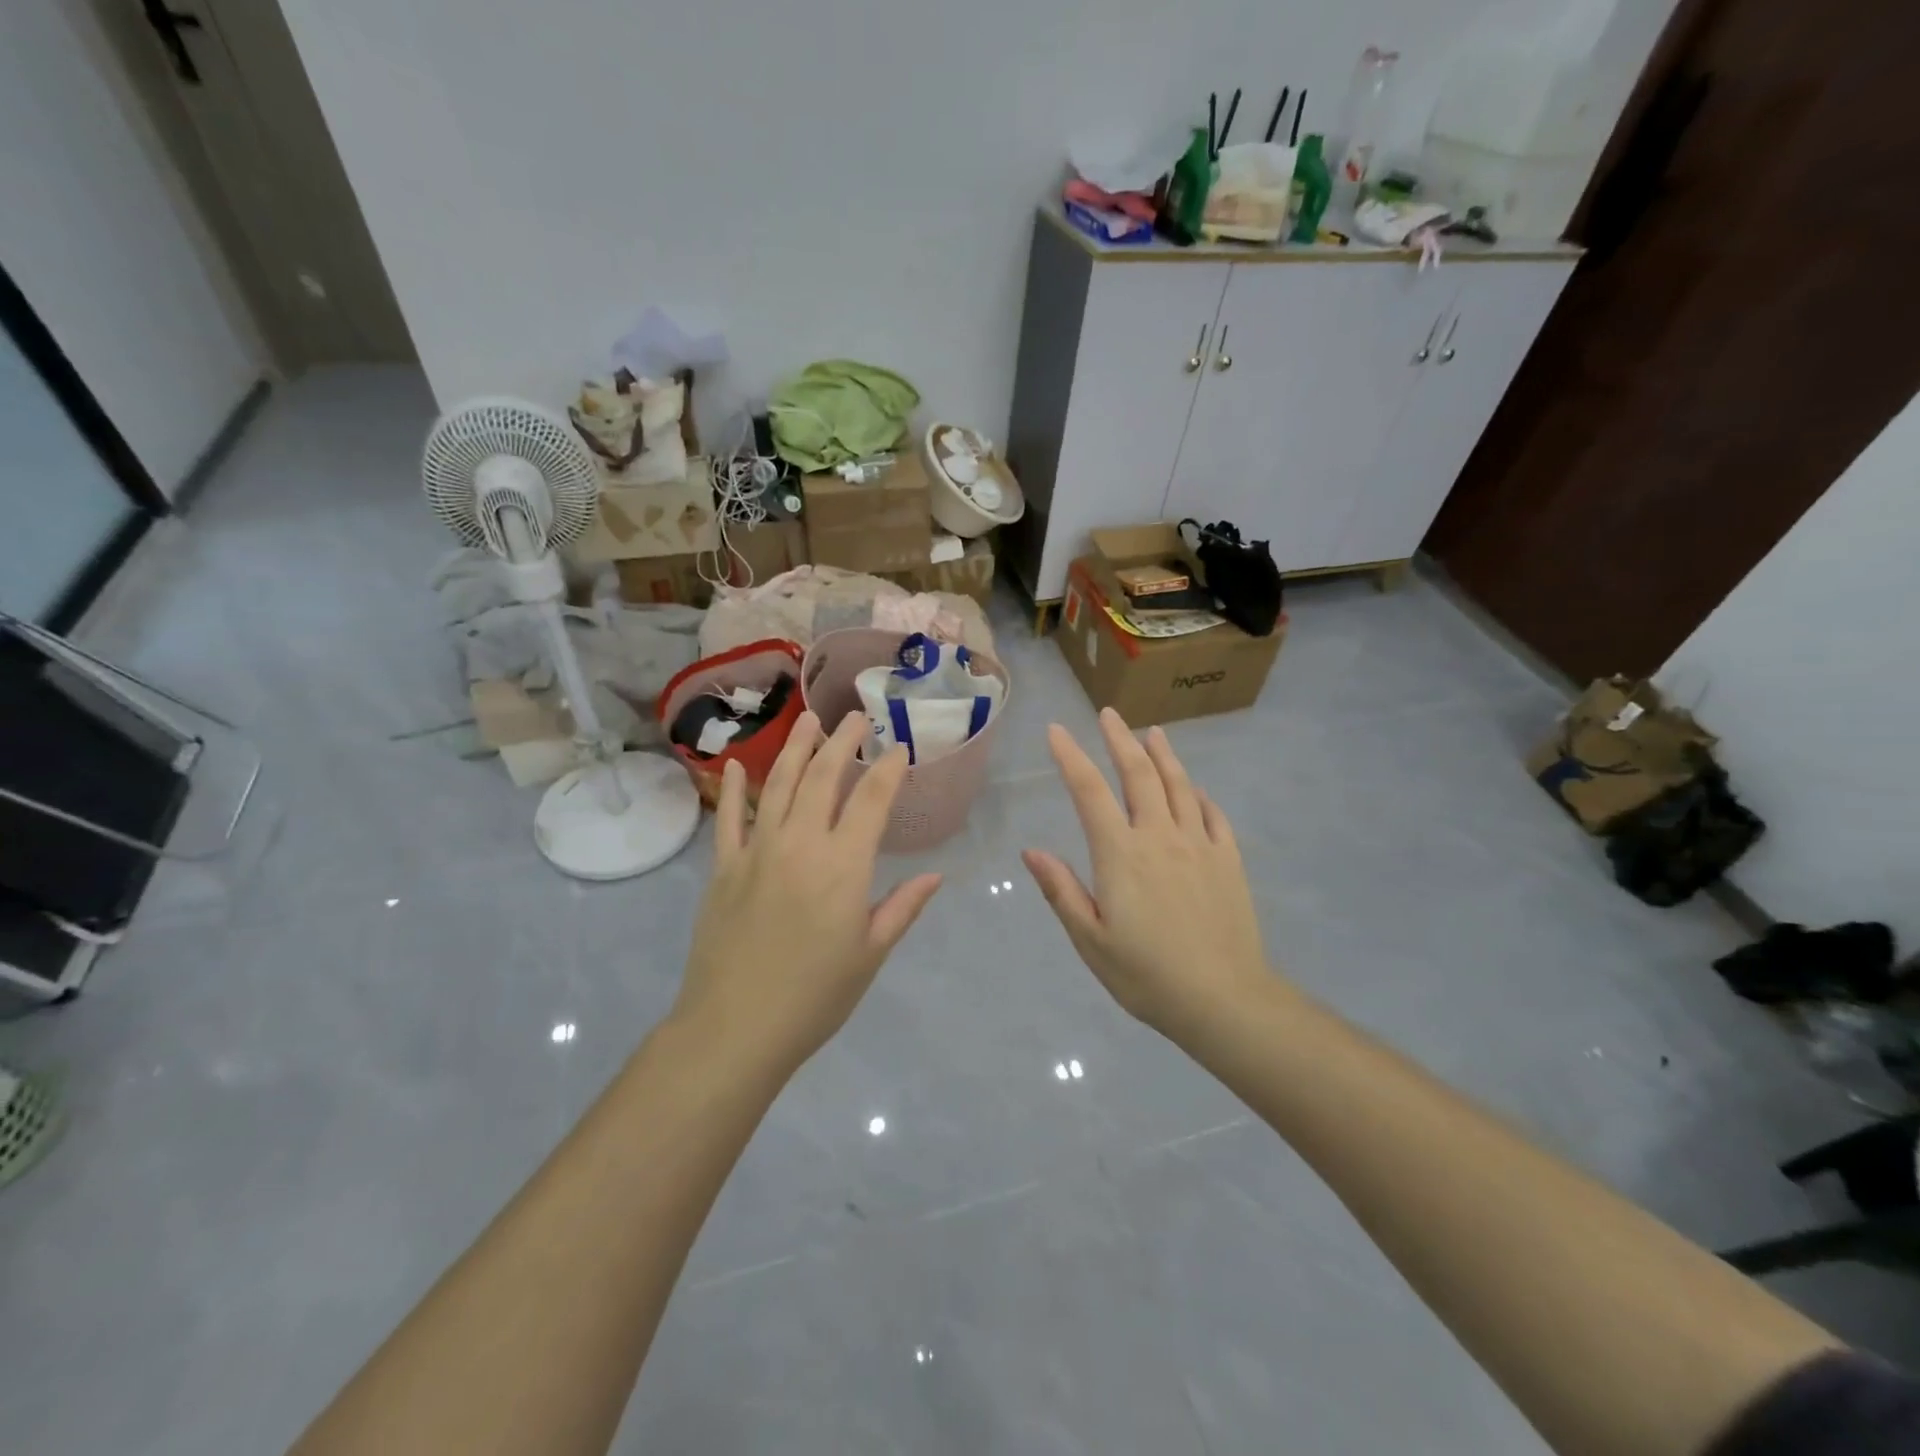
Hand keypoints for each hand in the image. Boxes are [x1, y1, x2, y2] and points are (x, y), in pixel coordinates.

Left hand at [676, 711, 943, 1076]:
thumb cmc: (815, 996)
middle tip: (855, 717)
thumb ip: (902, 908)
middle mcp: (800, 844)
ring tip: (808, 721)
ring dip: (794, 748)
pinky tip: (736, 765)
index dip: (888, 768)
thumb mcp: (869, 954)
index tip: (899, 746)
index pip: (871, 800)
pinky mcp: (723, 868)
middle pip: (823, 778)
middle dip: (842, 742)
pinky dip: (733, 789)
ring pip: (778, 785)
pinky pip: (729, 818)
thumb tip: (936, 875)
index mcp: (843, 865)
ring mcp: (756, 851)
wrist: (735, 1028)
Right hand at [1023, 708, 1276, 1040]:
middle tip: (1108, 714)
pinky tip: (1194, 790)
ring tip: (1152, 732)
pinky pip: (1213, 815)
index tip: (1057, 731)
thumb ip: (1061, 890)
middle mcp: (1160, 837)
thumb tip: (1031, 851)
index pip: (1089, 791)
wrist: (1224, 1000)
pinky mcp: (1228, 861)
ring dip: (1163, 755)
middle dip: (1119, 740)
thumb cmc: (1146, 975)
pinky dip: (1199, 795)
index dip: (1071, 757)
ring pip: (1179, 786)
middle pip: (1138, 775)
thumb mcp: (1090, 940)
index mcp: (1121, 854)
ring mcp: (1199, 845)